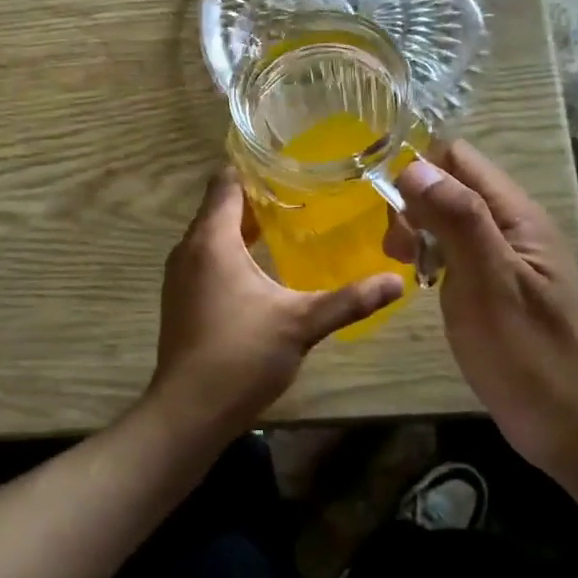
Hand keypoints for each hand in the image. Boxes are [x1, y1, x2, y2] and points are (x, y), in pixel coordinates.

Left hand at [147, 169, 402, 441]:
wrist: (188, 412)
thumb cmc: (241, 356)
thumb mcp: (301, 324)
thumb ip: (349, 300)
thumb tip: (397, 281)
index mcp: (212, 240)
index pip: (226, 182)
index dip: (255, 169)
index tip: (291, 165)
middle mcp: (189, 249)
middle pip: (220, 207)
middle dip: (257, 198)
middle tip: (302, 194)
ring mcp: (180, 276)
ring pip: (212, 234)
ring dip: (244, 227)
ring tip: (288, 224)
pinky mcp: (181, 299)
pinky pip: (206, 258)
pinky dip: (231, 252)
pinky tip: (262, 268)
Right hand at [391, 142, 577, 472]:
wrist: (573, 429)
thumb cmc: (528, 354)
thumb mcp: (489, 282)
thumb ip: (457, 219)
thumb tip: (413, 166)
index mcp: (516, 215)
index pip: (458, 158)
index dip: (419, 170)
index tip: (391, 209)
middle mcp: (512, 226)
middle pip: (451, 186)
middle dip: (414, 206)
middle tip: (397, 251)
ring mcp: (505, 258)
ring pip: (449, 219)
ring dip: (420, 233)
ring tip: (407, 270)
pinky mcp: (496, 287)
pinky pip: (456, 252)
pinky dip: (433, 259)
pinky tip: (425, 286)